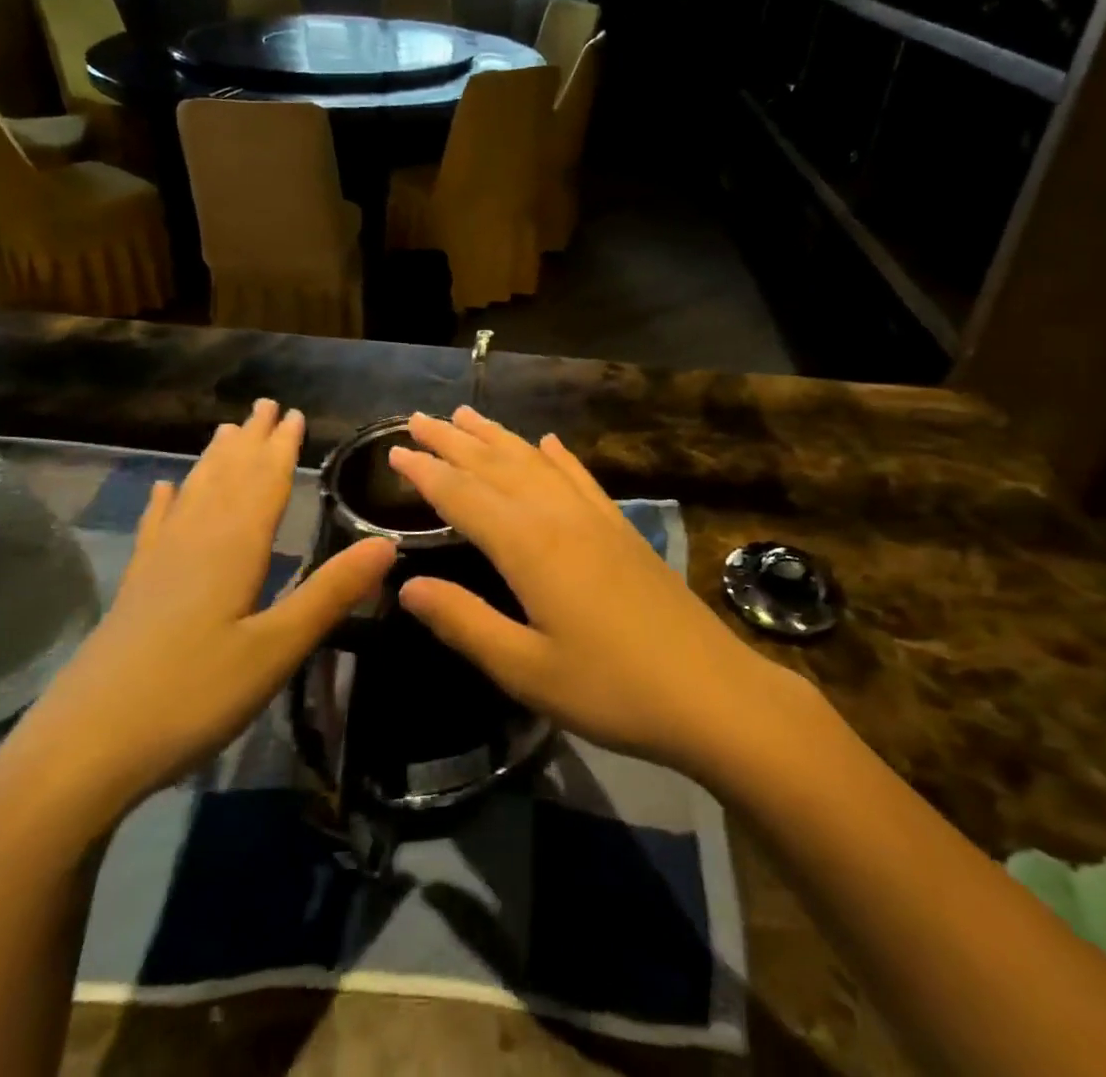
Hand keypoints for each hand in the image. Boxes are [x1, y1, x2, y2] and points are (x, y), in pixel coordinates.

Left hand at [0, 400, 394, 849]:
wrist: (81, 752)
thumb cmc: (192, 698)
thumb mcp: (275, 650)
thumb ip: (330, 594)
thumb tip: (387, 543)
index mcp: (232, 550)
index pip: (264, 484)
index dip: (281, 448)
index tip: (294, 413)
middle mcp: (194, 543)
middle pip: (228, 479)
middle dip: (250, 441)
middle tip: (265, 404)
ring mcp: (158, 566)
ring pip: (193, 495)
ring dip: (214, 461)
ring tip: (225, 430)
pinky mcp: (135, 591)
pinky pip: (155, 529)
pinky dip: (162, 504)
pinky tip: (161, 489)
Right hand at [388, 407, 792, 781]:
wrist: (711, 691)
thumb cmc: (611, 689)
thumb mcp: (526, 670)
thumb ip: (464, 622)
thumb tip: (406, 586)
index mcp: (529, 546)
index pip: (464, 496)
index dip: (426, 473)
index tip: (394, 451)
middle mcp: (559, 516)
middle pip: (496, 466)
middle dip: (454, 441)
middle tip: (418, 419)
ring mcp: (595, 517)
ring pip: (535, 462)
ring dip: (497, 437)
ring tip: (467, 414)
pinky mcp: (621, 528)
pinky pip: (580, 477)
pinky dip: (558, 456)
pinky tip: (547, 442)